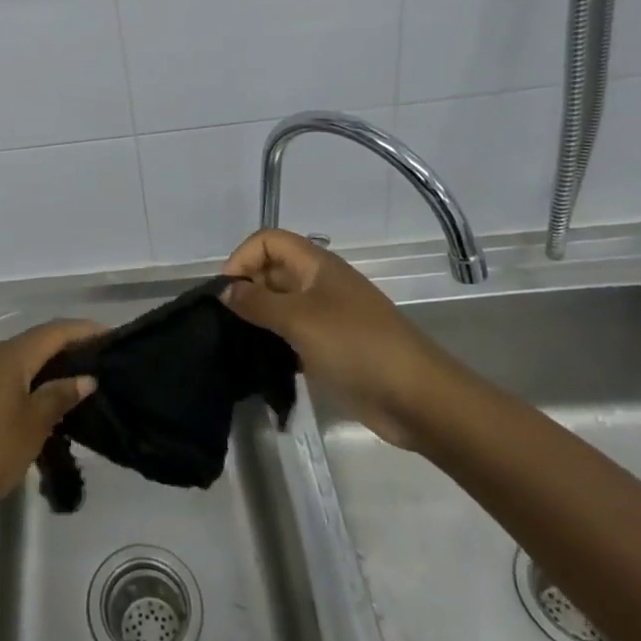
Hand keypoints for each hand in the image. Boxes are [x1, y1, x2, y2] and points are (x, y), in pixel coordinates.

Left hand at [0, 319, 101, 532]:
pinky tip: (38, 403)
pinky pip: (3, 376)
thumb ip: (58, 397)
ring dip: (46, 367)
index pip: (54, 331)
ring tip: (75, 384)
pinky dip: (26, 381)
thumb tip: (85, 377)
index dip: (83, 330)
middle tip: (98, 362)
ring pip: (18, 360)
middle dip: (67, 347)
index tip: (111, 335)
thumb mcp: (32, 427)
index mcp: (9, 355)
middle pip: (35, 341)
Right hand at [221, 229, 454, 448]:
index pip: (268, 241)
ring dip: (258, 319)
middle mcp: (320, 284)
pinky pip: (292, 335)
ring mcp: (327, 317)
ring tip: (236, 342)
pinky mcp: (331, 348)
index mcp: (316, 265)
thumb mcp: (299, 319)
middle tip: (224, 321)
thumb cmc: (356, 346)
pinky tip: (261, 363)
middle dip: (246, 288)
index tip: (225, 291)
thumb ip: (256, 302)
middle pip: (272, 271)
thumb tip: (223, 289)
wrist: (418, 399)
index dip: (243, 257)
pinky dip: (274, 343)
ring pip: (280, 305)